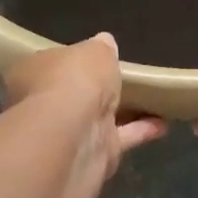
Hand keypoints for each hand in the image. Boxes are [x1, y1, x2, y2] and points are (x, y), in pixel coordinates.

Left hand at [3, 34, 165, 179]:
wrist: (75, 135)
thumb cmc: (75, 80)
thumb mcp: (94, 51)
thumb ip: (101, 48)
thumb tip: (105, 43)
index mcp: (33, 72)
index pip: (50, 63)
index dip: (70, 61)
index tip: (91, 58)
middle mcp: (44, 104)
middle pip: (72, 93)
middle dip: (93, 89)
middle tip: (122, 79)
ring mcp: (68, 133)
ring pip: (97, 117)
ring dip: (121, 111)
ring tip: (151, 99)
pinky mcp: (93, 155)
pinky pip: (120, 137)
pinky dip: (140, 130)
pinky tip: (163, 123)